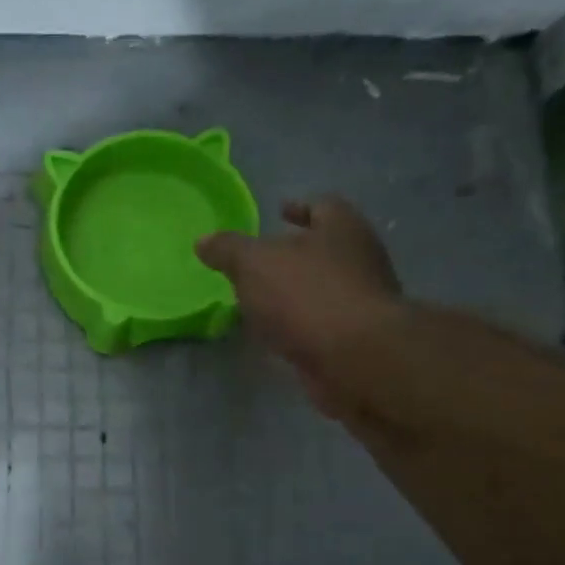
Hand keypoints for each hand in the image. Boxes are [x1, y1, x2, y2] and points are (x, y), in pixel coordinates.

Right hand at [197, 196, 403, 416]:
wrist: (355, 358)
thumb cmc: (306, 294)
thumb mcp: (253, 263)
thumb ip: (228, 250)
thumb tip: (203, 241)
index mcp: (342, 228)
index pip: (323, 205)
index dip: (299, 207)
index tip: (279, 212)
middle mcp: (360, 259)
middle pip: (325, 247)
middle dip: (295, 252)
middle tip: (261, 260)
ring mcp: (361, 301)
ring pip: (323, 287)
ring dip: (295, 291)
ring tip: (260, 299)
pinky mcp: (356, 338)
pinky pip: (321, 323)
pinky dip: (299, 324)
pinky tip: (274, 332)